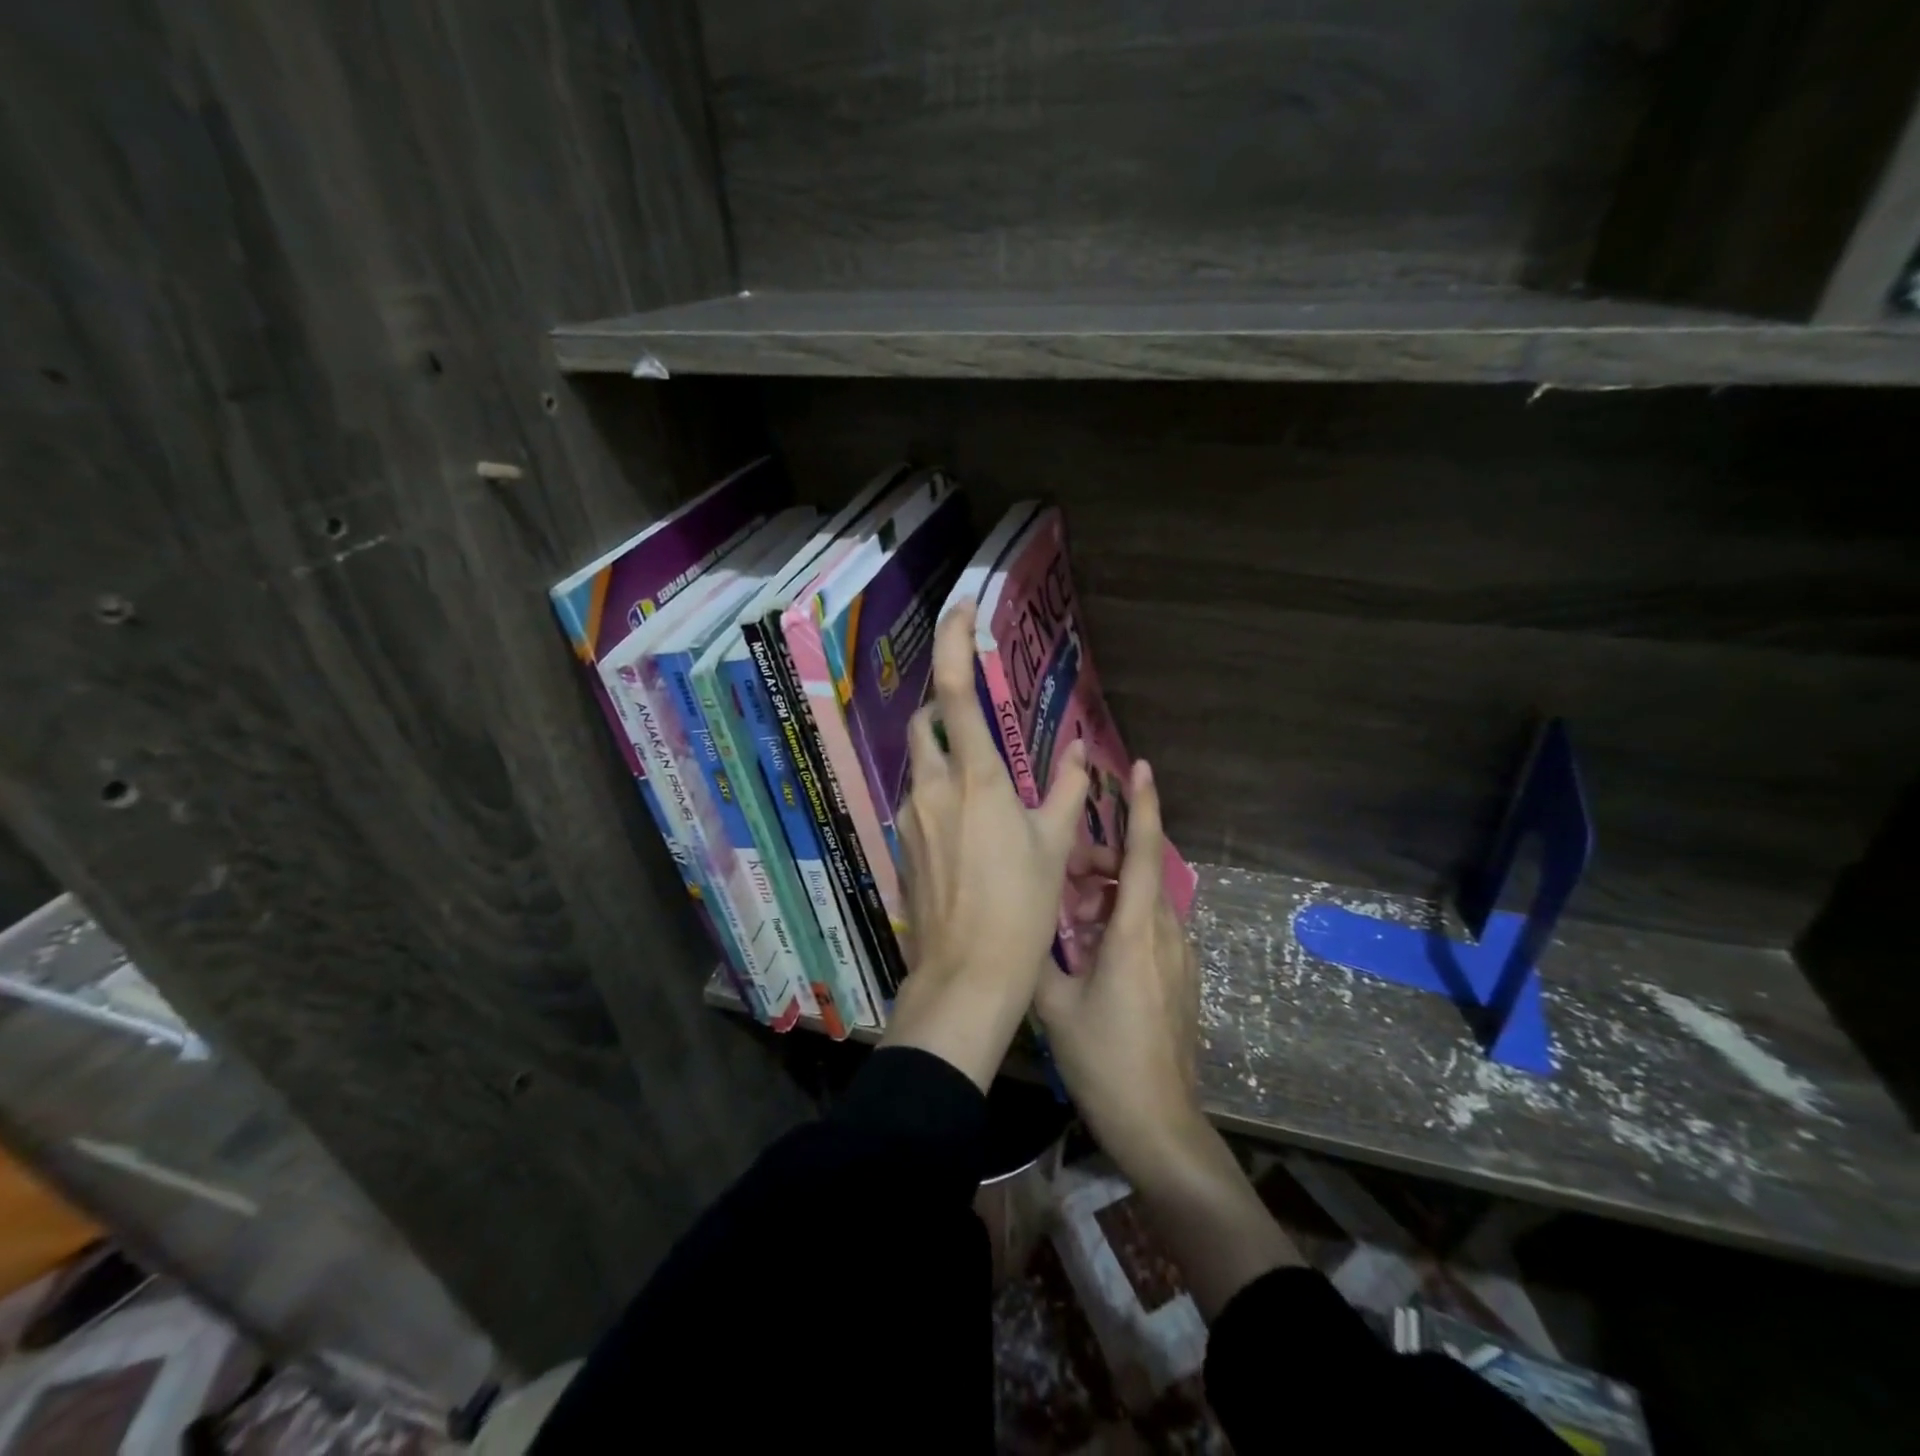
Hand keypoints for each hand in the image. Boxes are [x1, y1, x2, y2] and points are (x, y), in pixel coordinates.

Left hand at [880, 603, 1088, 1090]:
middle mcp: (932, 787)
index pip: (954, 692)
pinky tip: (967, 824)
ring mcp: (910, 816)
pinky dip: (939, 790)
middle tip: (977, 717)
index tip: (962, 608)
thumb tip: (1084, 752)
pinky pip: (918, 798)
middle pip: (925, 722)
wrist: (966, 975)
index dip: (954, 642)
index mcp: (975, 779)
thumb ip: (1067, 792)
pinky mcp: (902, 842)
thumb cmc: (1020, 908)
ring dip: (944, 754)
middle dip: (944, 707)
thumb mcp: (1053, 846)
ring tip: (981, 781)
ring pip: (920, 763)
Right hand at [1034, 761, 1207, 1179]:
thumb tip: (1021, 922)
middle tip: (1063, 873)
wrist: (1160, 1125)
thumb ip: (1037, 955)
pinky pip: (1151, 927)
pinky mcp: (1180, 978)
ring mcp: (1178, 958)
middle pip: (1141, 872)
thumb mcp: (1055, 1006)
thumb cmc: (1105, 1060)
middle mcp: (1165, 934)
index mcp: (1136, 932)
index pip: (1146, 853)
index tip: (1139, 769)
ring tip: (1070, 915)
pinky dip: (1121, 918)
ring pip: (1144, 900)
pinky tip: (1091, 948)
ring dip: (1109, 892)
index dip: (1143, 806)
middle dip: (1104, 858)